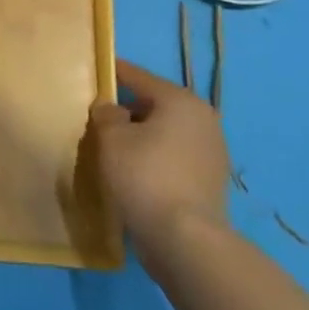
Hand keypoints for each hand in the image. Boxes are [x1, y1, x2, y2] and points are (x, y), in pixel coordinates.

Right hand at [89, 58, 232, 234]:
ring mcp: (212, 153)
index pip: (140, 77)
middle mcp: (203, 120)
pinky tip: (135, 171)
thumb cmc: (144, 176)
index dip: (115, 73)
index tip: (96, 70)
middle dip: (129, 108)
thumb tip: (111, 109)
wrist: (185, 240)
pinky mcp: (210, 182)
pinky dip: (156, 158)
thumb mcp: (112, 138)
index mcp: (181, 101)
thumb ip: (106, 114)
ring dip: (143, 135)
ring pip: (167, 133)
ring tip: (115, 146)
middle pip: (156, 105)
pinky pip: (175, 157)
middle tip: (100, 116)